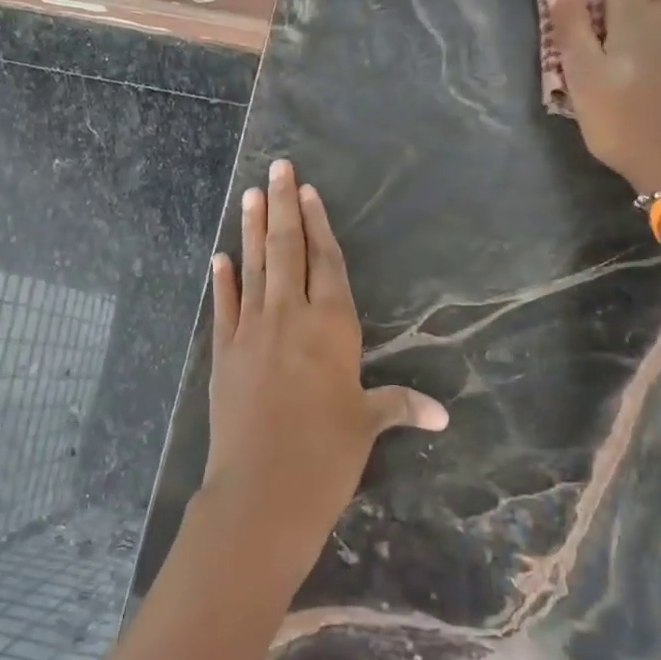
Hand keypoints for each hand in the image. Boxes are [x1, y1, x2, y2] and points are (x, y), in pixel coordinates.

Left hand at [198, 158, 447, 587]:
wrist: (262, 491)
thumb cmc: (326, 455)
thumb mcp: (366, 425)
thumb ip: (399, 406)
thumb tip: (441, 415)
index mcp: (332, 327)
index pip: (326, 262)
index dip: (318, 225)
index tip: (307, 192)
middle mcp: (290, 317)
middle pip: (286, 250)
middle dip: (282, 206)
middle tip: (276, 168)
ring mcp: (251, 332)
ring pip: (253, 268)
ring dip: (250, 229)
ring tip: (249, 194)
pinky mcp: (223, 354)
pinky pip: (223, 308)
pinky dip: (222, 281)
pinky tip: (219, 258)